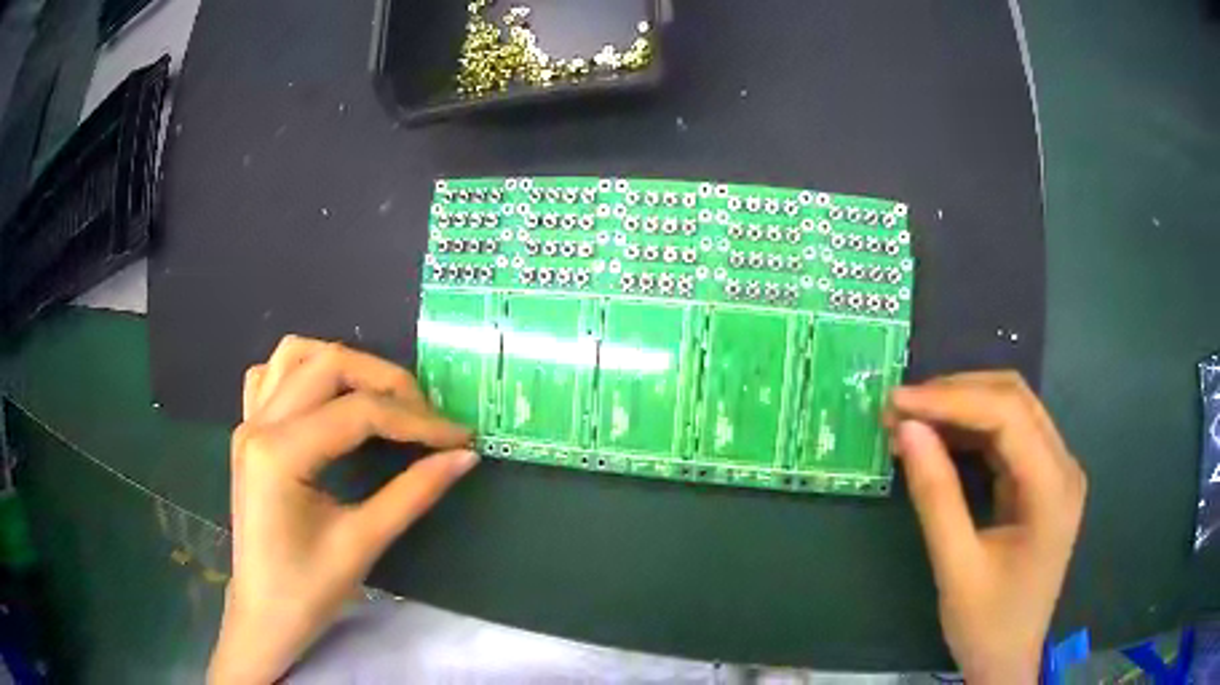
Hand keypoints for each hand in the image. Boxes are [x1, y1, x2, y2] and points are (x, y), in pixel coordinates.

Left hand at [208, 336, 476, 684]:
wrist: (263, 615)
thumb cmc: (307, 592)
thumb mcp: (363, 544)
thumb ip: (413, 493)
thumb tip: (464, 457)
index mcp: (279, 454)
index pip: (358, 413)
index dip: (416, 421)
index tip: (459, 437)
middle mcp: (258, 424)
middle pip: (328, 365)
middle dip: (386, 382)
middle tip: (426, 418)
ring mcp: (248, 423)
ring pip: (295, 355)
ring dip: (345, 365)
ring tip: (382, 399)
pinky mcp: (248, 432)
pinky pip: (271, 375)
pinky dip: (306, 372)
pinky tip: (327, 400)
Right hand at [885, 372, 1085, 683]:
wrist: (1009, 659)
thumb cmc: (987, 624)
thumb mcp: (956, 569)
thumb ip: (936, 497)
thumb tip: (907, 430)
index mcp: (1053, 489)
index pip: (1008, 415)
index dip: (951, 399)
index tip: (897, 402)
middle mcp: (1063, 466)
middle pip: (1014, 399)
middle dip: (955, 394)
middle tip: (899, 407)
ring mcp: (1056, 471)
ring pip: (1012, 410)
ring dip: (961, 407)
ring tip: (911, 419)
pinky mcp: (1042, 481)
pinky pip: (1008, 438)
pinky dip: (970, 430)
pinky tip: (939, 438)